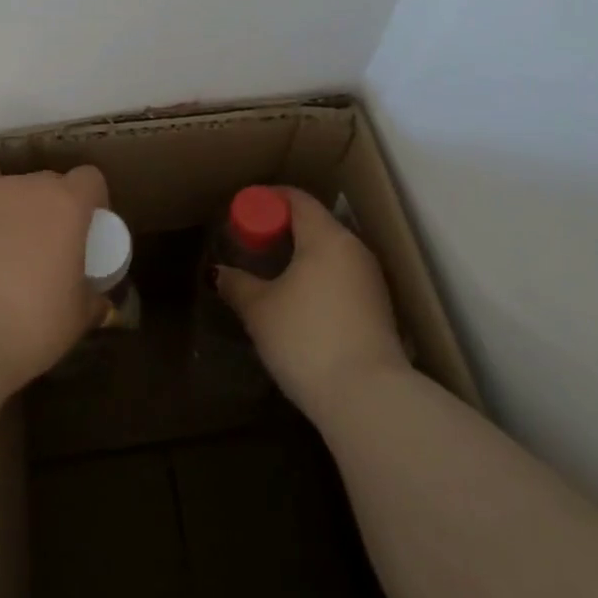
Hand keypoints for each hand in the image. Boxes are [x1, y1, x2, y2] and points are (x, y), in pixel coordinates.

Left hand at [0, 144, 108, 393]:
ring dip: (12, 208)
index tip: (85, 237)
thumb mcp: (76, 321)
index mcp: (68, 206)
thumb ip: (91, 301)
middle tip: (41, 255)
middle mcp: (29, 186)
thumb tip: (97, 300)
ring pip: (9, 183)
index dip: (91, 204)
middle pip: (48, 184)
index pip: (90, 181)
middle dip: (50, 213)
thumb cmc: (28, 326)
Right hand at [216, 186, 408, 416]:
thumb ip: (237, 285)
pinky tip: (301, 302)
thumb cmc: (307, 339)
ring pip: (331, 251)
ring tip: (274, 274)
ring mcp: (371, 279)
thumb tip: (217, 273)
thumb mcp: (260, 311)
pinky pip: (342, 276)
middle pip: (316, 223)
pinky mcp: (379, 308)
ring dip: (303, 255)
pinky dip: (319, 277)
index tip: (243, 211)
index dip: (268, 199)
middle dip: (283, 228)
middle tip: (253, 244)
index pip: (297, 199)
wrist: (368, 399)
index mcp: (326, 236)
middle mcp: (353, 248)